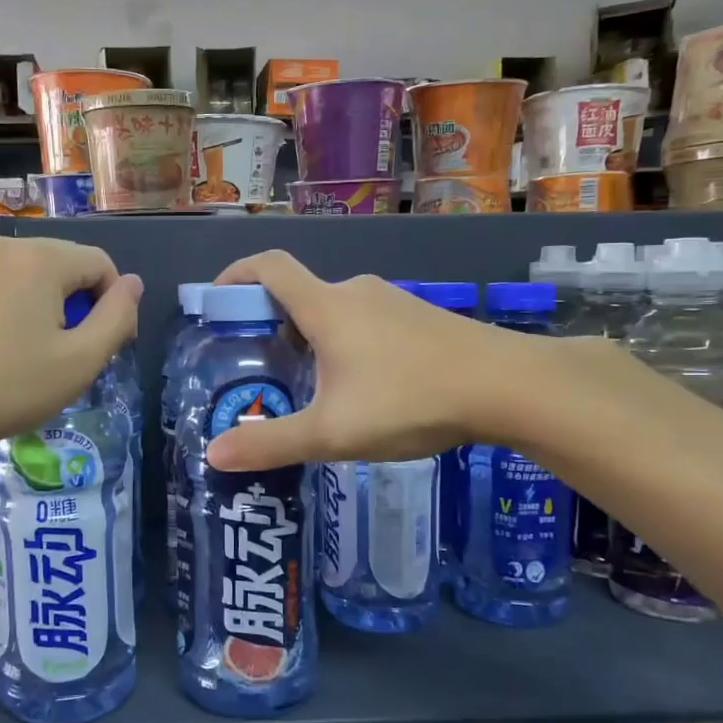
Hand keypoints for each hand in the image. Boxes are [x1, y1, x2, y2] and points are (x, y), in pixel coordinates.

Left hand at [0, 235, 140, 454]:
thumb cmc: (9, 386)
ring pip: (42, 276)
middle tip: (73, 358)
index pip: (102, 265)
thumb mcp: (80, 360)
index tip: (104, 350)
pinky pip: (13, 283)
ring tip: (44, 356)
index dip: (115, 305)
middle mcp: (9, 245)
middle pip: (71, 266)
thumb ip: (117, 317)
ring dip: (56, 309)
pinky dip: (26, 308)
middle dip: (83, 306)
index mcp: (42, 257)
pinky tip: (15, 347)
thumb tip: (133, 284)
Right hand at [204, 251, 553, 471]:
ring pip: (335, 311)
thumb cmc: (410, 400)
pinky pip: (367, 323)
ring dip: (311, 337)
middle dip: (271, 323)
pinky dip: (346, 344)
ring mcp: (394, 302)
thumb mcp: (332, 432)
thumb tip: (213, 455)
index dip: (235, 275)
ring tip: (309, 387)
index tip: (216, 300)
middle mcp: (356, 292)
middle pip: (299, 294)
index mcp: (326, 307)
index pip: (268, 267)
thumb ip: (271, 443)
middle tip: (260, 367)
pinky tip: (363, 389)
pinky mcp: (422, 319)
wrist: (509, 386)